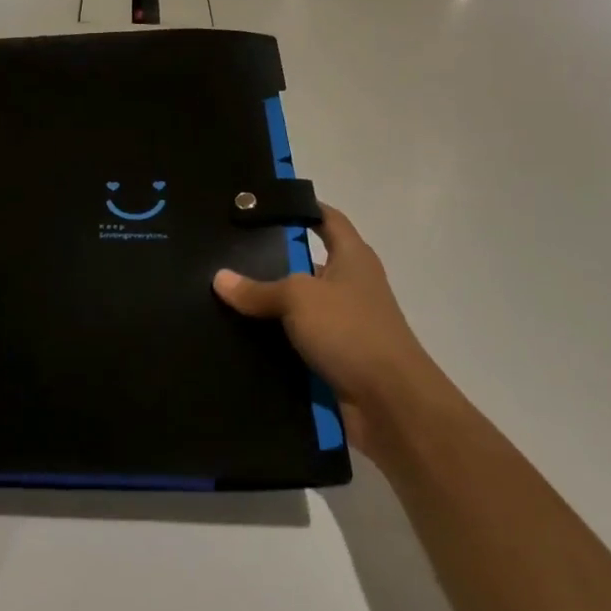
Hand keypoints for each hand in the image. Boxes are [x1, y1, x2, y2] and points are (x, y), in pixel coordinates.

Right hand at [214, 205, 446, 463]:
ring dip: (269, 307)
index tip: (261, 207)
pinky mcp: (335, 359)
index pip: (327, 219)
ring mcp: (344, 325)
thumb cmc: (351, 331)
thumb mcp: (299, 298)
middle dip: (271, 261)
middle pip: (307, 263)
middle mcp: (351, 286)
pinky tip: (239, 340)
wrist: (391, 404)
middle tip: (226, 255)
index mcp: (353, 257)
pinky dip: (274, 341)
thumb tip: (220, 278)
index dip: (301, 208)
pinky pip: (297, 342)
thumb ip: (259, 288)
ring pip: (298, 307)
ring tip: (222, 297)